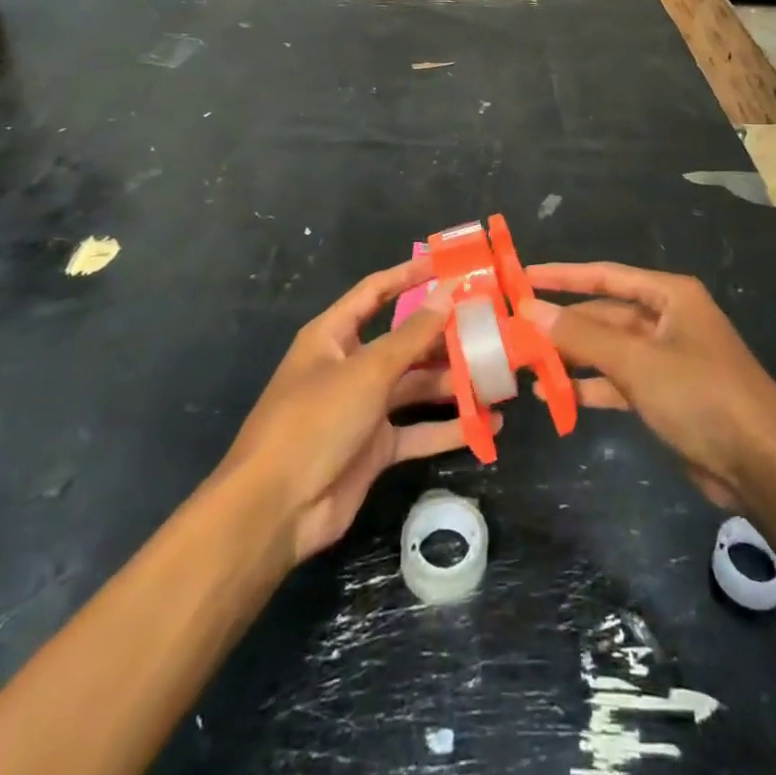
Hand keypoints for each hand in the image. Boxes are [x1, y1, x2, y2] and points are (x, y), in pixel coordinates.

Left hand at [220, 260, 491, 566]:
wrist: (276, 509)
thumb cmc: (315, 421)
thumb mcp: (366, 371)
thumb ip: (411, 335)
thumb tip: (447, 295)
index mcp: (334, 336)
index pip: (376, 292)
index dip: (409, 275)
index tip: (449, 265)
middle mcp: (350, 366)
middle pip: (404, 341)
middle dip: (443, 335)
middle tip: (490, 324)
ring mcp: (364, 408)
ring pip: (416, 386)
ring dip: (454, 382)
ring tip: (499, 374)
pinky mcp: (376, 447)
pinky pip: (419, 430)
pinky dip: (450, 428)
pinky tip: (488, 425)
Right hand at [522, 262, 775, 509]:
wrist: (762, 465)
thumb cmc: (701, 395)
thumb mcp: (637, 361)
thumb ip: (582, 336)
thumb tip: (530, 309)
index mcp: (670, 296)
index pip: (606, 275)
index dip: (563, 276)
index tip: (523, 276)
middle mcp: (668, 319)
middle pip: (605, 314)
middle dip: (564, 324)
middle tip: (516, 330)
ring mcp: (668, 358)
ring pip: (609, 349)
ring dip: (573, 357)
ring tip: (527, 365)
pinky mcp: (667, 394)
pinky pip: (620, 381)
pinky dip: (591, 387)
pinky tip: (557, 396)